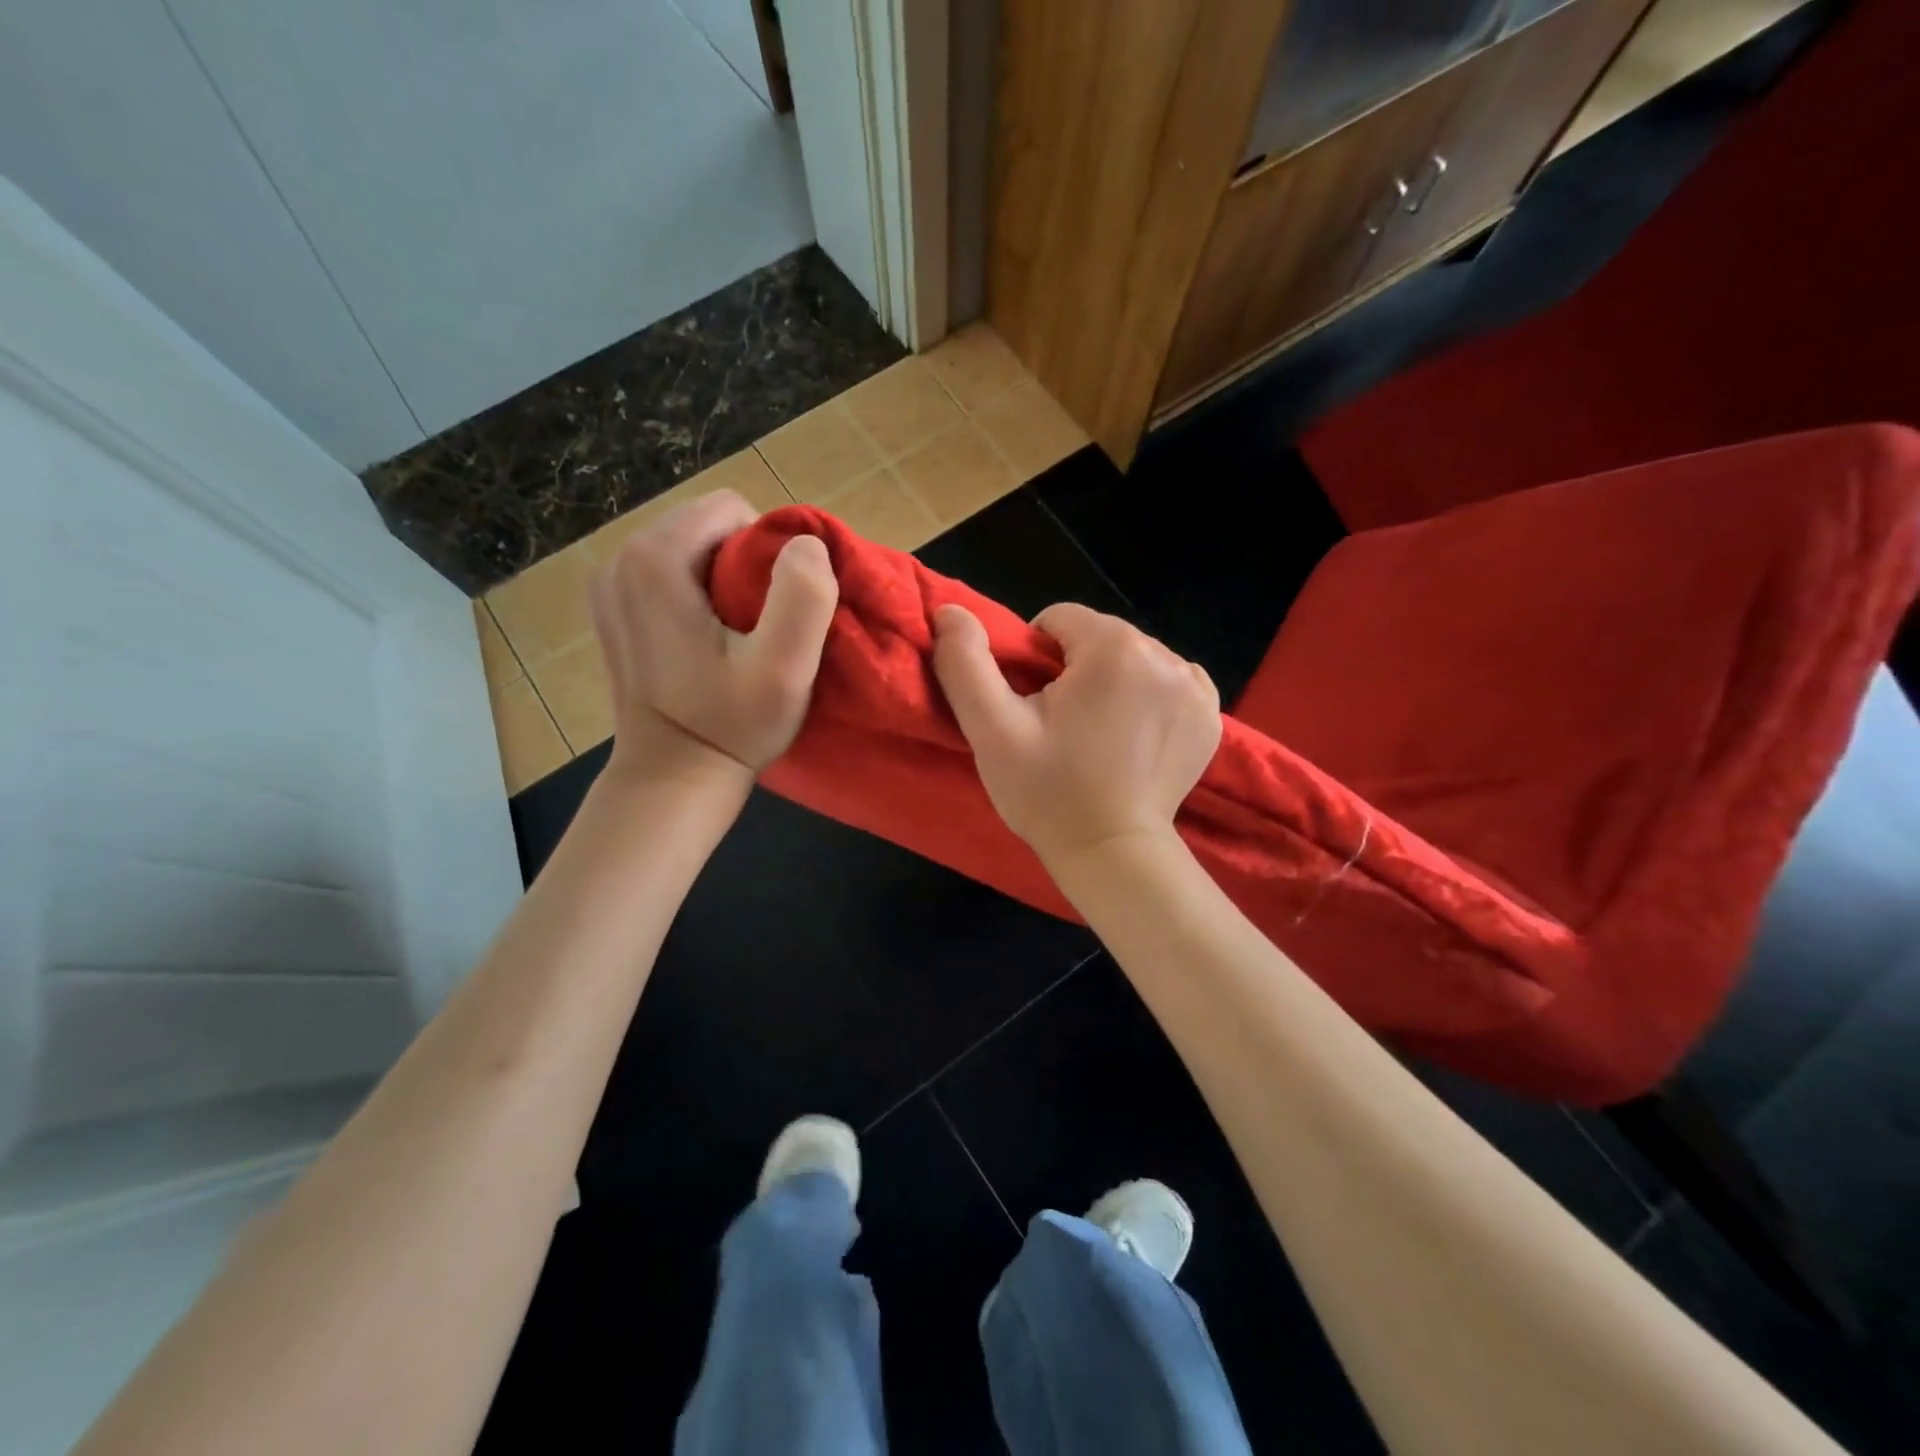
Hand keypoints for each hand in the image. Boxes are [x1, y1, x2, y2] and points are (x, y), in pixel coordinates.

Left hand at [591, 490, 837, 784]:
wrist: (671, 778)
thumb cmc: (729, 725)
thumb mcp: (784, 668)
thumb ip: (803, 595)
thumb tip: (807, 544)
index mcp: (655, 558)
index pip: (733, 510)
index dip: (771, 551)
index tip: (779, 608)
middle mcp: (620, 558)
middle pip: (709, 526)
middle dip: (747, 564)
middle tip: (763, 625)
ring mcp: (609, 584)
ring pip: (691, 549)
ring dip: (725, 580)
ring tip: (740, 634)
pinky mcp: (612, 609)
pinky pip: (669, 574)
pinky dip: (698, 595)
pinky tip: (709, 641)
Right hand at [931, 601, 1220, 865]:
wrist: (1111, 853)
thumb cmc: (1048, 791)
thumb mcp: (992, 729)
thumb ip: (965, 663)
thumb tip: (949, 611)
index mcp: (1113, 648)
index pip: (1059, 619)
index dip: (1034, 657)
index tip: (1034, 705)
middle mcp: (1164, 655)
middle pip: (1099, 637)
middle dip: (1076, 668)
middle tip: (1061, 725)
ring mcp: (1195, 686)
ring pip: (1134, 658)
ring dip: (1112, 681)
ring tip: (1097, 734)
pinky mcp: (1210, 715)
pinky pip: (1169, 682)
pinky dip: (1149, 697)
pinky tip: (1133, 735)